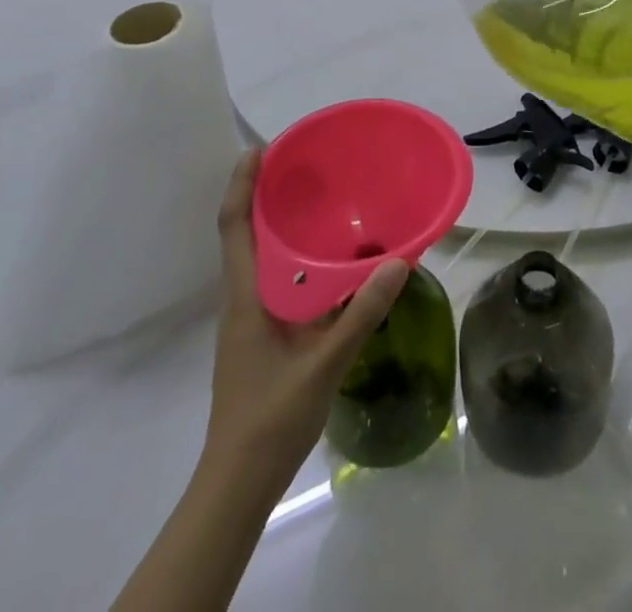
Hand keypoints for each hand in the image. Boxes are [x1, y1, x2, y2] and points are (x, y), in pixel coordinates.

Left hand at [203, 152, 408, 489]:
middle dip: (266, 195)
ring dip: (280, 225)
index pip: (234, 226)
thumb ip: (361, 315)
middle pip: (246, 233)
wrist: (237, 483)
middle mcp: (242, 298)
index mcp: (245, 296)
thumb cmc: (271, 418)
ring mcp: (249, 318)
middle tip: (304, 166)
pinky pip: (275, 280)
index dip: (241, 184)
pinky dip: (295, 258)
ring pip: (261, 257)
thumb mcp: (323, 365)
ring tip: (320, 202)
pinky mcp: (261, 335)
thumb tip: (398, 262)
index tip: (260, 149)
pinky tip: (328, 264)